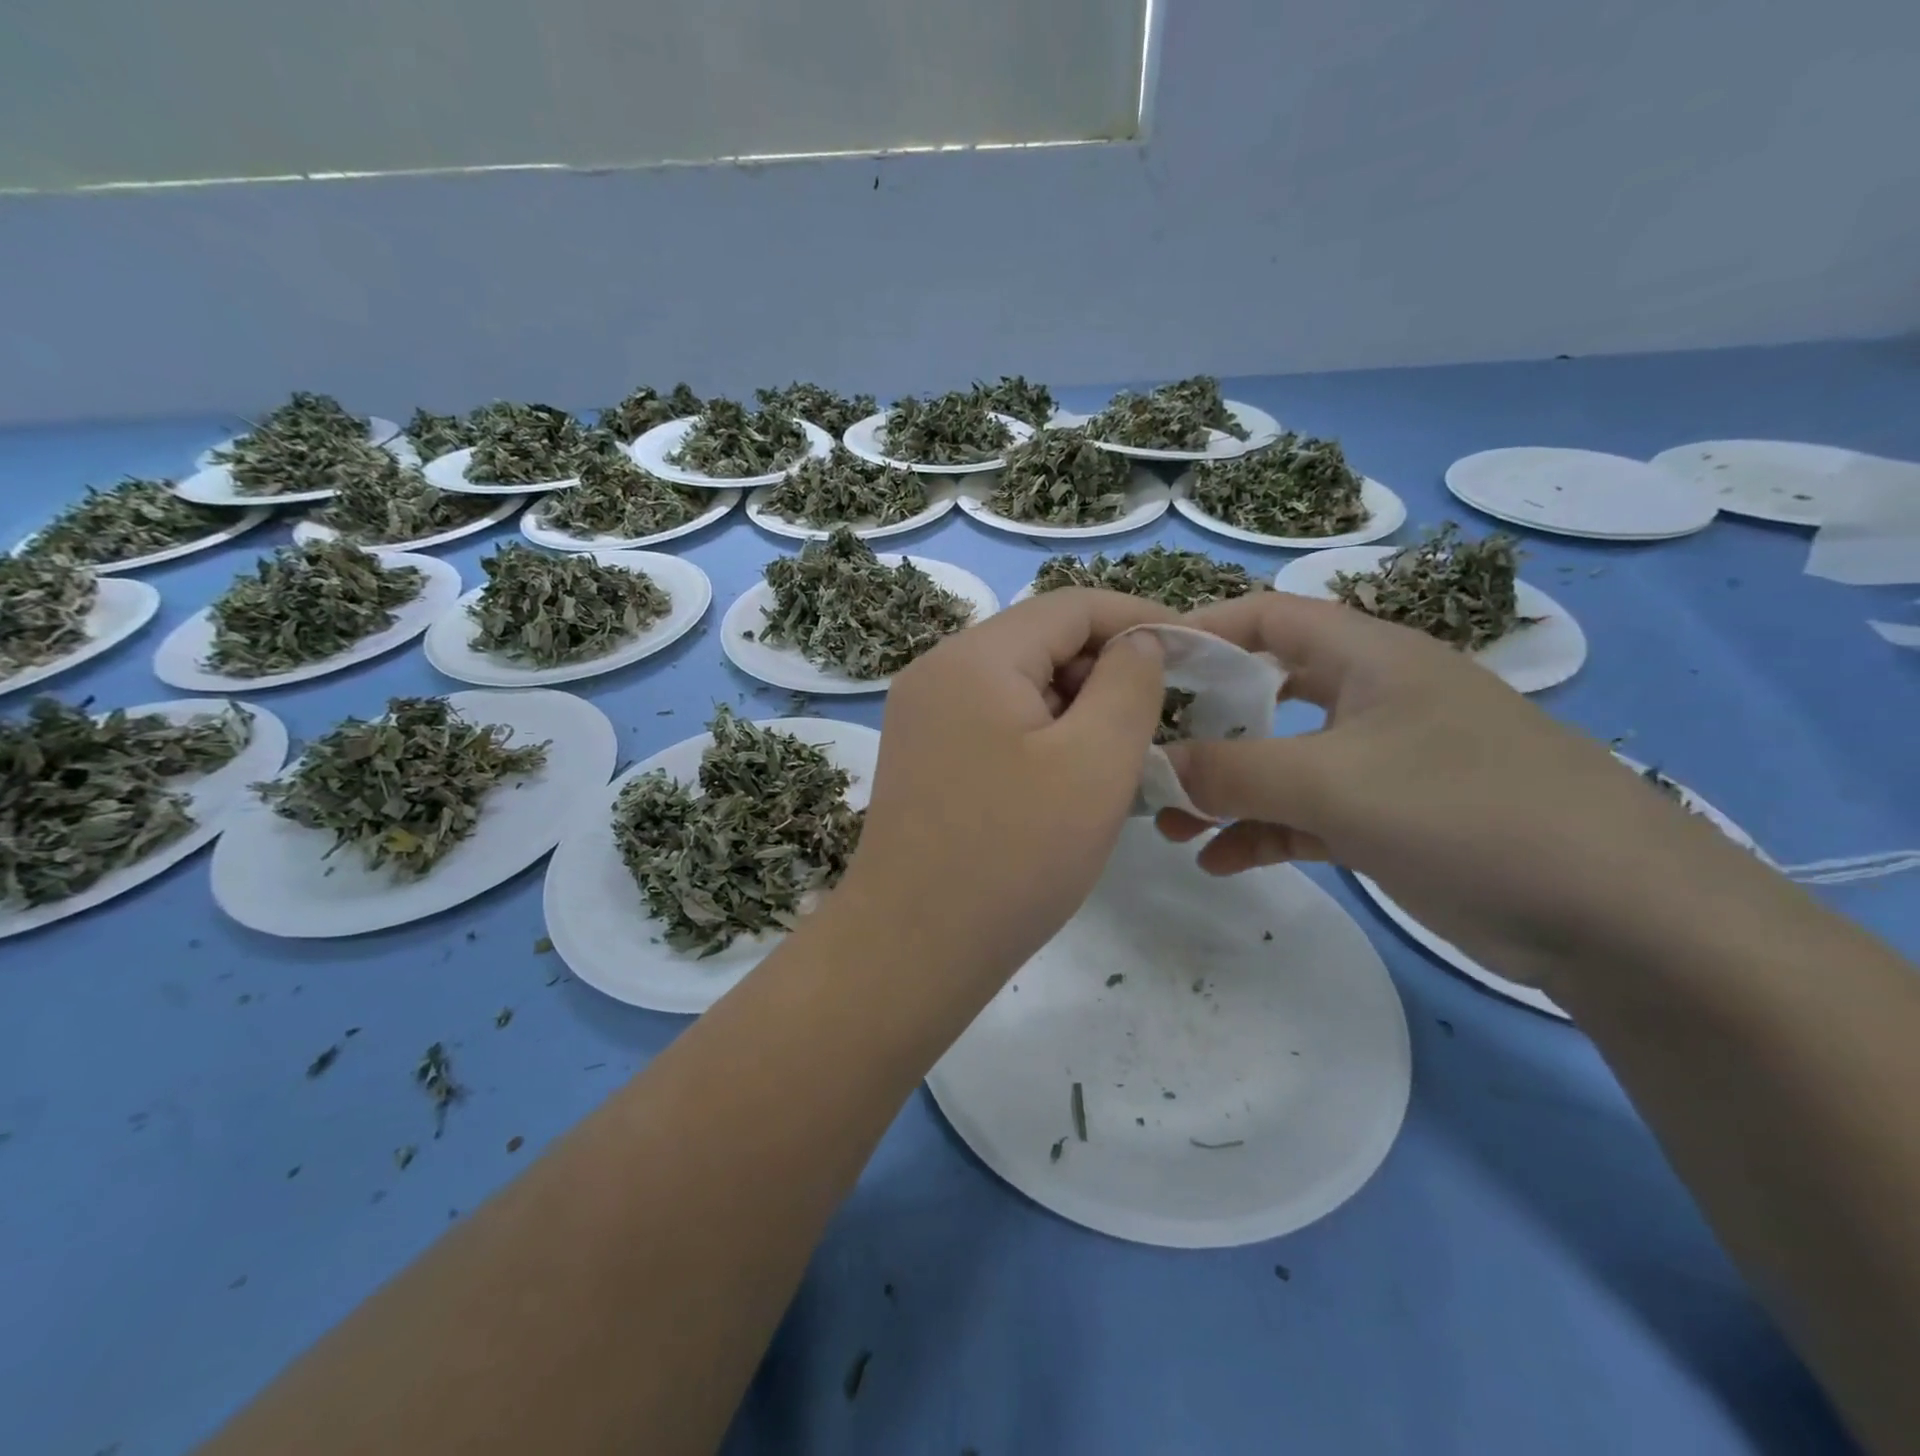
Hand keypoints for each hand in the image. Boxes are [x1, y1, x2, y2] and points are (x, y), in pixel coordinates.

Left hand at [842, 588, 1171, 986]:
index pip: (1072, 606)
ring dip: (1077, 710)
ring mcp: (923, 716)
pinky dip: (1042, 737)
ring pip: (1020, 686)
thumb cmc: (1014, 856)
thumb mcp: (1095, 762)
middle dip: (1107, 672)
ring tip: (1119, 760)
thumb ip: (1130, 683)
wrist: (914, 948)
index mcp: (975, 658)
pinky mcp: (923, 756)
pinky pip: (996, 722)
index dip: (1140, 619)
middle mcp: (938, 672)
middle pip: (1041, 643)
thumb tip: (1138, 642)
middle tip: (1159, 722)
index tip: (1195, 653)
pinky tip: (1069, 782)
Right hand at [1158, 592, 1751, 984]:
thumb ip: (1232, 771)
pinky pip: (1305, 815)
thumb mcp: (1335, 783)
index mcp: (1367, 657)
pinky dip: (1261, 832)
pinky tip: (1219, 862)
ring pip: (1279, 763)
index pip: (1264, 617)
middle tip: (1145, 758)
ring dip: (1223, 792)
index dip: (1198, 631)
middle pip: (1262, 693)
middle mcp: (1370, 699)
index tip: (1137, 669)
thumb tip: (1153, 766)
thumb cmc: (1469, 812)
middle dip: (1200, 728)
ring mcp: (1382, 763)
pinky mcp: (1390, 821)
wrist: (1621, 918)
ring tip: (1168, 828)